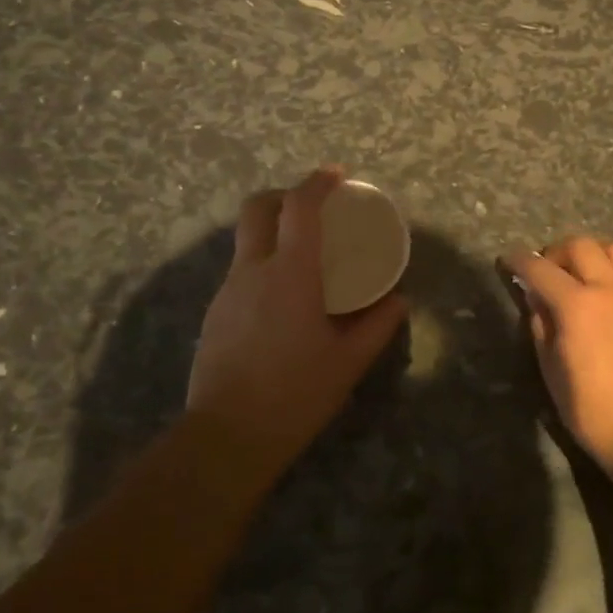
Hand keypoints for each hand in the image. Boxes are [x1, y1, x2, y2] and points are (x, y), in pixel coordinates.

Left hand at [186, 167, 407, 469]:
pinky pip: (240, 273)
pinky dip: (262, 266)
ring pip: (245, 242)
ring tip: (302, 260)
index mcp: (290, 274)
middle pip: (257, 209)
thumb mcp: (347, 363)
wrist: (226, 437)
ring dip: (272, 234)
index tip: (336, 175)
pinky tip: (281, 301)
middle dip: (282, 195)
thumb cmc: (295, 394)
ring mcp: (227, 292)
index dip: (317, 183)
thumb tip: (398, 301)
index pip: (299, 208)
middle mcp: (252, 271)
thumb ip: (377, 327)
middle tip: (311, 208)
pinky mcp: (214, 315)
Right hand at [503, 237, 612, 467]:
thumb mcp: (551, 367)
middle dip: (556, 251)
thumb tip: (535, 297)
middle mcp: (609, 289)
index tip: (508, 261)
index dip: (519, 261)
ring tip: (583, 272)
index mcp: (577, 305)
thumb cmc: (589, 407)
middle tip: (547, 270)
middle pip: (580, 245)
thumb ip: (541, 324)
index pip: (540, 269)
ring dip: (593, 253)